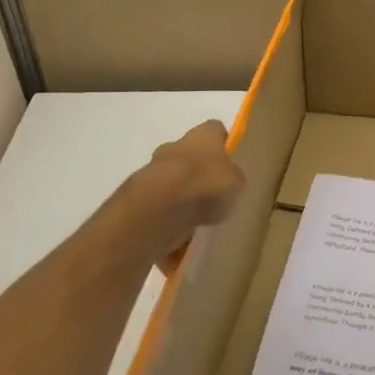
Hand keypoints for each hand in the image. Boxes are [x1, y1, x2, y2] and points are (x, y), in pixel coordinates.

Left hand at [106, 120, 245, 266]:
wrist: (159, 207)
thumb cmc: (206, 184)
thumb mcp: (236, 182)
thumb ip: (233, 180)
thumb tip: (229, 183)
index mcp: (202, 135)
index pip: (215, 131)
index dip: (223, 145)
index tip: (230, 164)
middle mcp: (175, 146)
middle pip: (189, 157)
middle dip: (198, 175)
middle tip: (212, 198)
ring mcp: (153, 171)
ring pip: (171, 184)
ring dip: (180, 200)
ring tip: (196, 226)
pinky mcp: (138, 198)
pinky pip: (159, 210)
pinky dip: (167, 224)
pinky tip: (179, 243)